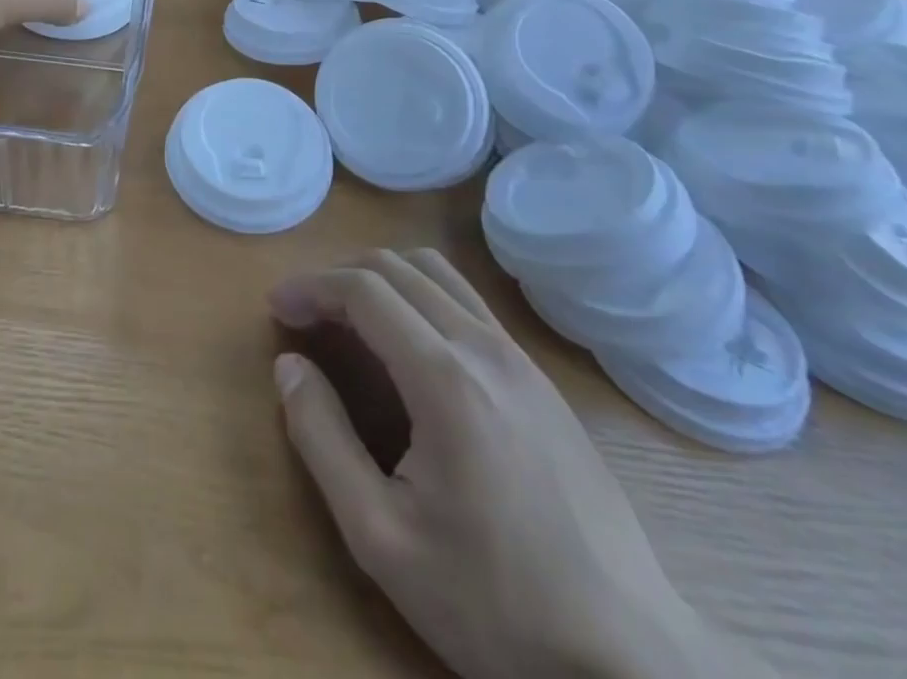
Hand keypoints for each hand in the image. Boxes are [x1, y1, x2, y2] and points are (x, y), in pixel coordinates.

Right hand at [270, 250, 771, 678]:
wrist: (630, 658)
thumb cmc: (494, 602)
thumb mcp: (381, 537)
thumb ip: (322, 439)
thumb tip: (288, 366)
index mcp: (444, 378)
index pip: (363, 289)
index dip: (310, 286)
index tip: (277, 307)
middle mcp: (483, 347)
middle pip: (396, 267)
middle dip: (338, 275)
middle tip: (303, 311)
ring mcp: (520, 358)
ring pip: (437, 272)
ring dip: (381, 277)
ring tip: (349, 316)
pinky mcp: (540, 378)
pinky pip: (467, 302)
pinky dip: (420, 295)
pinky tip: (408, 343)